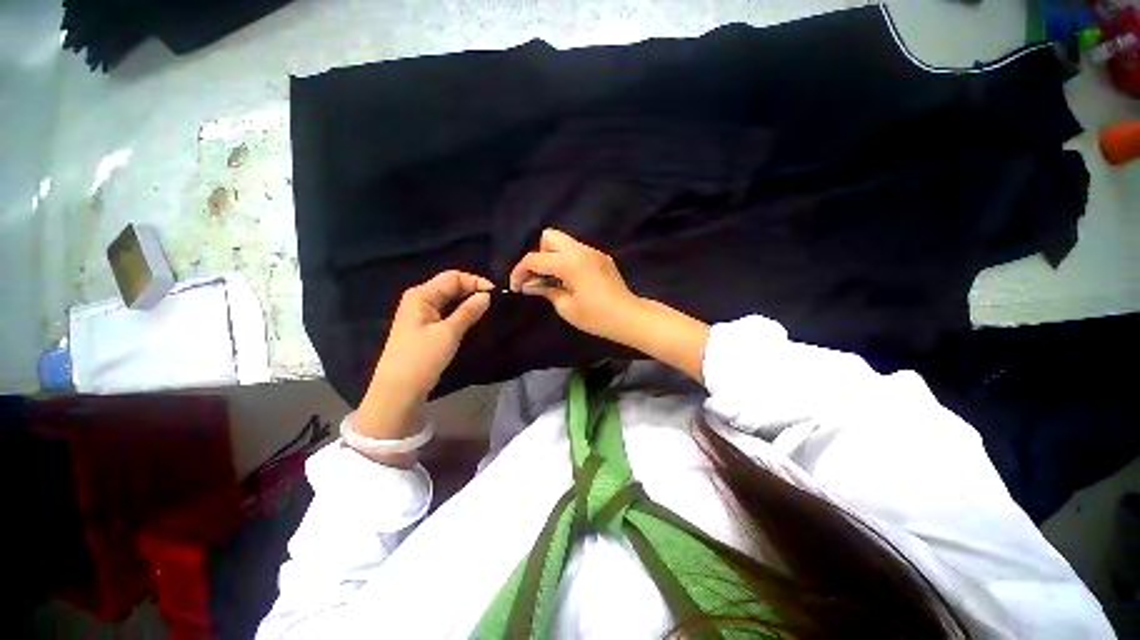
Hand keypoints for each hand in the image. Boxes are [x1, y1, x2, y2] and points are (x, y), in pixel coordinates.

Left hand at [356, 271, 492, 449]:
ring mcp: (422, 313)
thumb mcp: (448, 333)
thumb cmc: (422, 358)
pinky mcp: (425, 326)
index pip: (453, 277)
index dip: (475, 282)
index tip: (496, 294)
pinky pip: (447, 311)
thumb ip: (468, 311)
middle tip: (495, 302)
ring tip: (489, 309)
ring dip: (468, 301)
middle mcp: (420, 299)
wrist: (399, 390)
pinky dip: (461, 312)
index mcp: (421, 294)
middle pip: (451, 285)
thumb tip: (487, 295)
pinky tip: (474, 318)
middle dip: (473, 290)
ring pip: (450, 299)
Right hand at [509, 229, 640, 343]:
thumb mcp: (566, 307)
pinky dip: (567, 261)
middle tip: (541, 278)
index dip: (520, 271)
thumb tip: (530, 285)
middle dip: (539, 255)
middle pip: (549, 236)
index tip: (516, 287)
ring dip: (553, 257)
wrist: (629, 317)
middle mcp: (581, 250)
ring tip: (554, 281)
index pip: (535, 258)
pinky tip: (571, 281)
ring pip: (564, 242)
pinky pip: (577, 251)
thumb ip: (545, 291)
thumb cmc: (596, 316)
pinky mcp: (601, 258)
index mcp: (570, 262)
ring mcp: (593, 252)